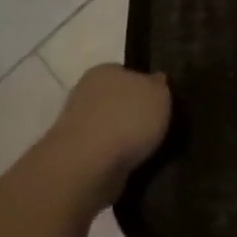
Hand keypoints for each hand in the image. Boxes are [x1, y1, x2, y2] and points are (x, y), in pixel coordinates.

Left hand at [41, 64, 170, 198]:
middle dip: (135, 113)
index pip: (129, 73)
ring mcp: (76, 126)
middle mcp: (86, 93)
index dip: (147, 86)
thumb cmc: (127, 119)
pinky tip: (134, 164)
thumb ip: (160, 85)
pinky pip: (104, 153)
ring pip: (111, 127)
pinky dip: (117, 158)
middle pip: (119, 100)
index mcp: (105, 70)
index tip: (162, 102)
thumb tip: (157, 81)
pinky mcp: (74, 156)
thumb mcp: (160, 93)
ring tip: (151, 150)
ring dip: (126, 138)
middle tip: (159, 126)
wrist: (86, 166)